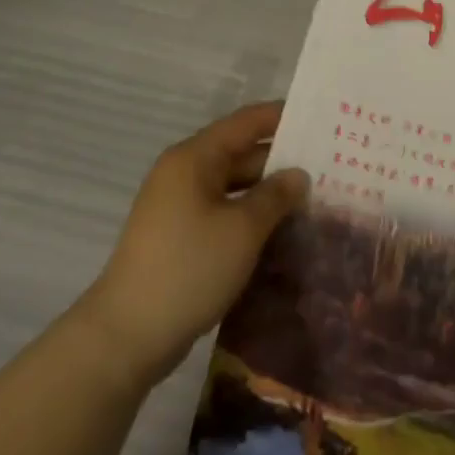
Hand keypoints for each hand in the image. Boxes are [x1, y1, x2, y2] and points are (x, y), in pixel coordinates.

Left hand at [83, 103, 308, 384]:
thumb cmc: (189, 268)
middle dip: (281, 161)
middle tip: (328, 166)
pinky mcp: (179, 238)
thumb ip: (276, 195)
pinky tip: (280, 231)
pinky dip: (249, 217)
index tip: (320, 120)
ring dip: (268, 193)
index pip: (246, 122)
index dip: (283, 118)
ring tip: (312, 199)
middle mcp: (184, 174)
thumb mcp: (243, 229)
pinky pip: (222, 213)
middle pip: (240, 153)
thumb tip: (298, 174)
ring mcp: (178, 208)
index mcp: (194, 158)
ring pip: (233, 187)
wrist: (126, 337)